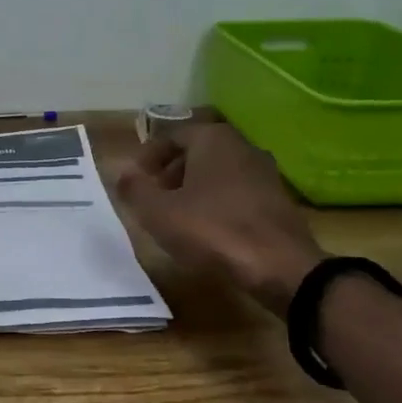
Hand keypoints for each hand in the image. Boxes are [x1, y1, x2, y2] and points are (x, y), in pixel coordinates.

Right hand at [115, 124, 324, 314]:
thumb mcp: (159, 213)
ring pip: (218, 172)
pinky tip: (207, 230)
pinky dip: (217, 203)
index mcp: (212, 139)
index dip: (147, 156)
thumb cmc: (212, 230)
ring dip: (194, 188)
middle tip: (152, 197)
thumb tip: (122, 173)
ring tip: (176, 216)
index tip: (134, 179)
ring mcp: (265, 172)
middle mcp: (242, 146)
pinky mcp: (278, 200)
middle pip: (197, 151)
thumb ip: (135, 190)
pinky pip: (237, 192)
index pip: (171, 136)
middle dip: (170, 172)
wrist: (279, 266)